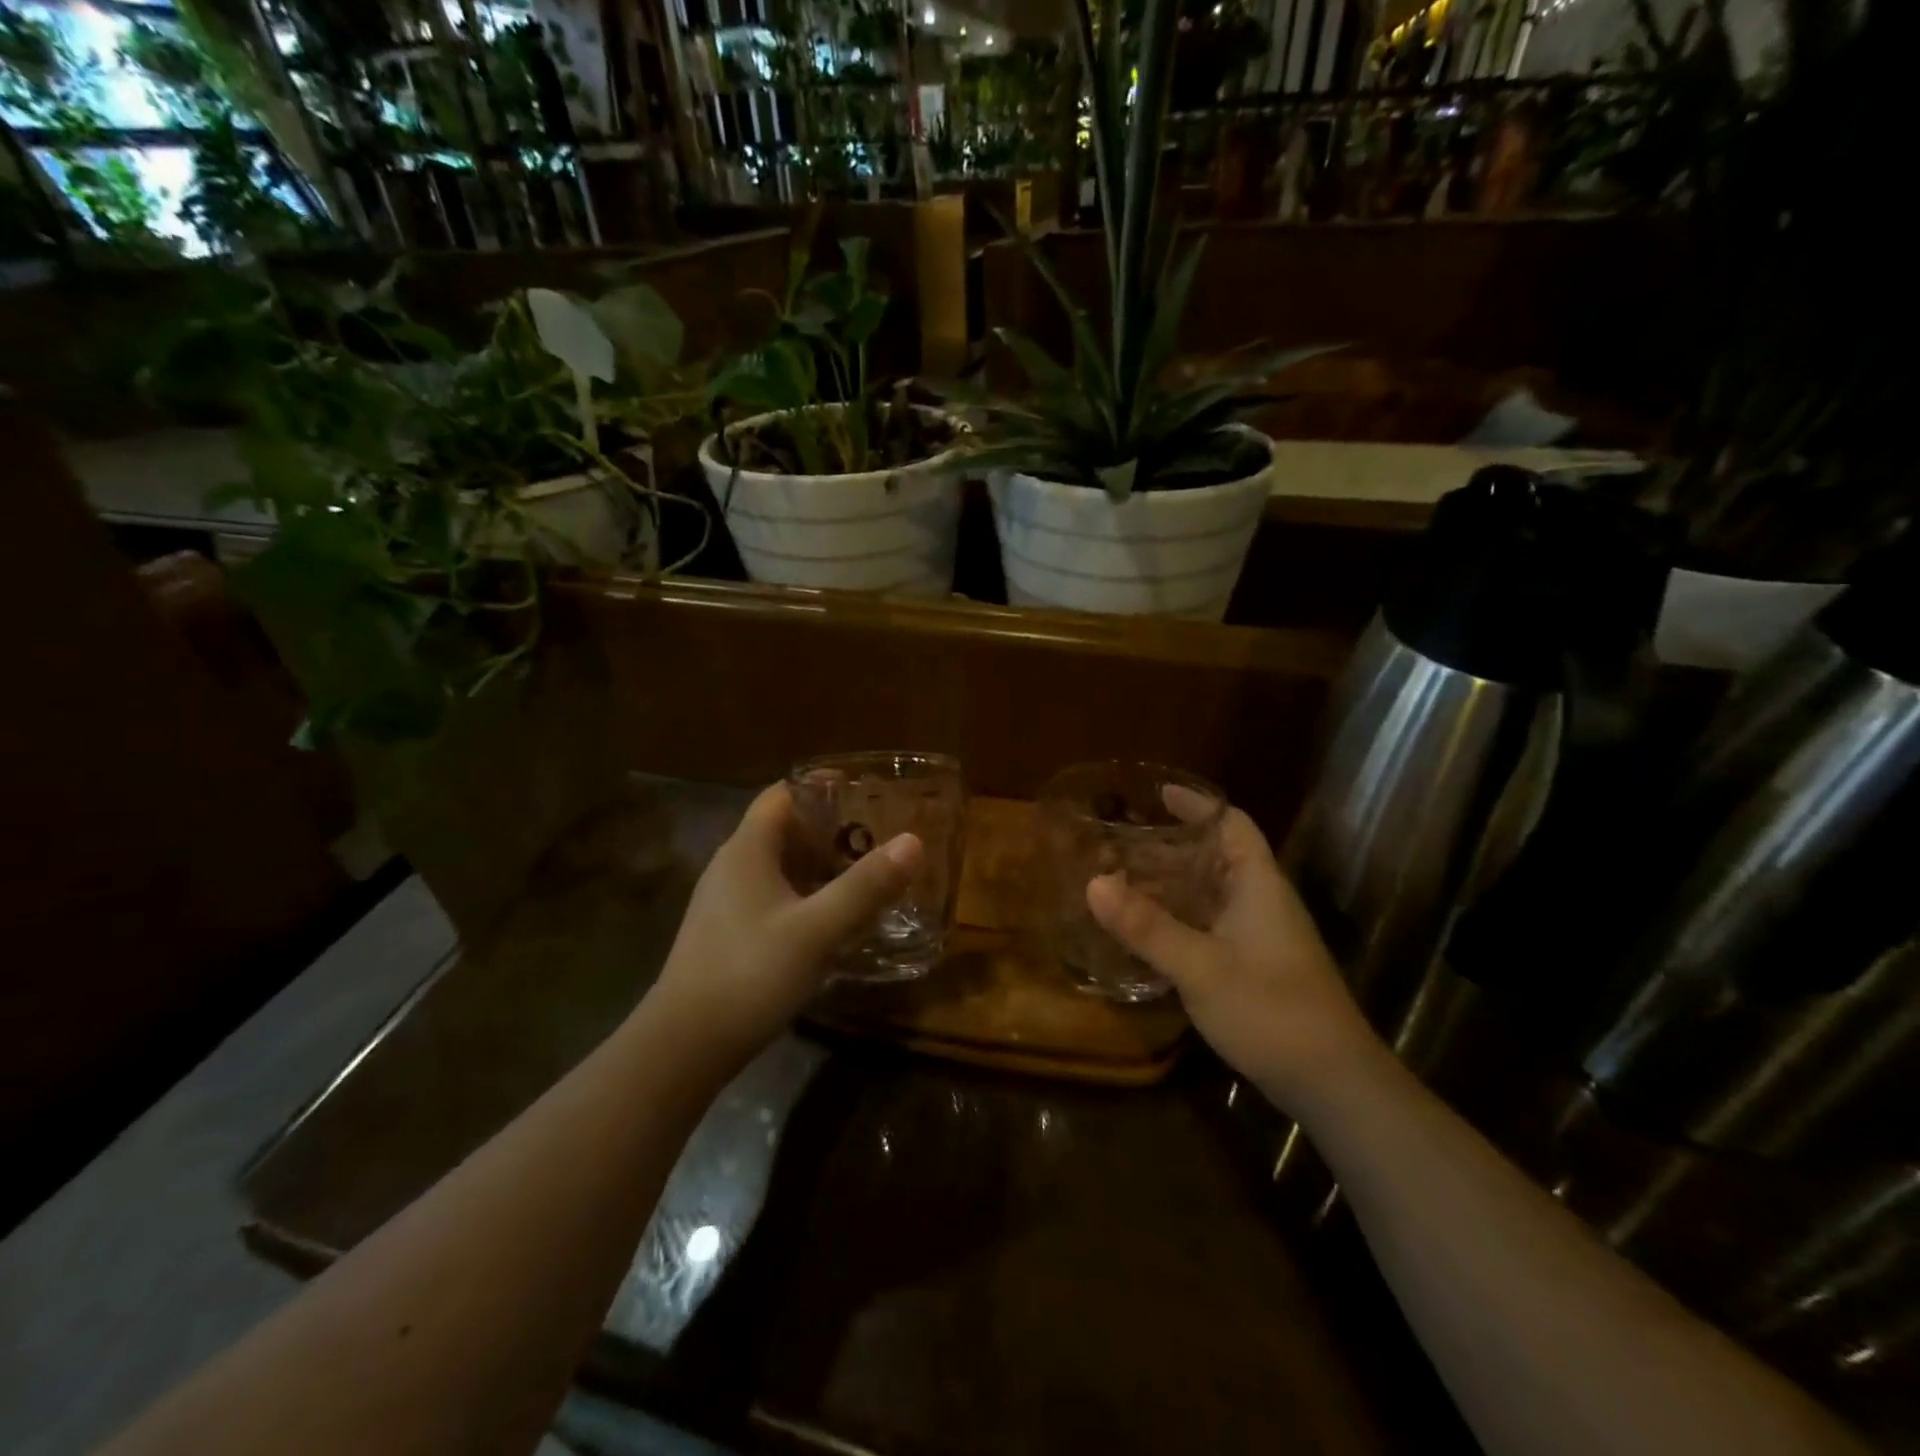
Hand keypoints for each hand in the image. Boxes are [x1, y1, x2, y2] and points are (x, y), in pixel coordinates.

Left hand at [644, 783, 923, 1071]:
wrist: (683, 1046)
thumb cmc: (750, 974)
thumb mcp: (818, 930)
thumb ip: (865, 886)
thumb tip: (913, 841)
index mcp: (747, 850)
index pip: (781, 794)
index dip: (818, 786)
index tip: (861, 790)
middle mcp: (730, 866)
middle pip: (781, 828)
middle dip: (827, 828)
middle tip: (873, 836)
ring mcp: (723, 902)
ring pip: (776, 865)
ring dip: (816, 864)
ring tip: (860, 875)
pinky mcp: (724, 933)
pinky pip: (769, 895)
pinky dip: (801, 894)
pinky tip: (827, 920)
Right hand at [1086, 801, 1375, 1105]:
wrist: (1333, 1083)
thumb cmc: (1271, 1010)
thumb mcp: (1200, 966)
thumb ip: (1146, 926)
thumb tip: (1093, 883)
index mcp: (1258, 885)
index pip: (1232, 824)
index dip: (1198, 805)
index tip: (1157, 796)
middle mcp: (1261, 902)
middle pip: (1215, 858)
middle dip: (1168, 851)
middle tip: (1118, 849)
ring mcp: (1260, 937)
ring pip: (1210, 896)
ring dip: (1169, 888)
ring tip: (1121, 887)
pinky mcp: (1255, 967)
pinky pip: (1209, 927)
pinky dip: (1177, 921)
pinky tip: (1146, 936)